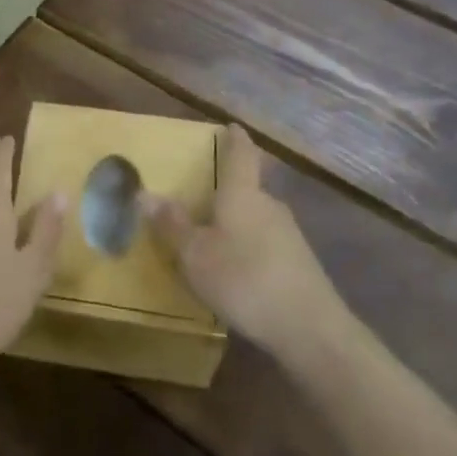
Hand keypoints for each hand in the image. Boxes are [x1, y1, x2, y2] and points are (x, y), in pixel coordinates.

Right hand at [142, 124, 340, 362]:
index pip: (242, 154)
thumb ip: (172, 224)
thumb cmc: (245, 280)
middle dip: (228, 189)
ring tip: (214, 236)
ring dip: (238, 221)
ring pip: (258, 217)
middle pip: (249, 187)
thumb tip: (144, 192)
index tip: (231, 125)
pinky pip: (267, 243)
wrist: (311, 330)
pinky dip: (250, 246)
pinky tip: (238, 270)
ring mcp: (290, 235)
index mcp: (243, 194)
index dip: (236, 138)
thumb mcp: (195, 255)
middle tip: (203, 193)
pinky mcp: (300, 264)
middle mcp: (269, 205)